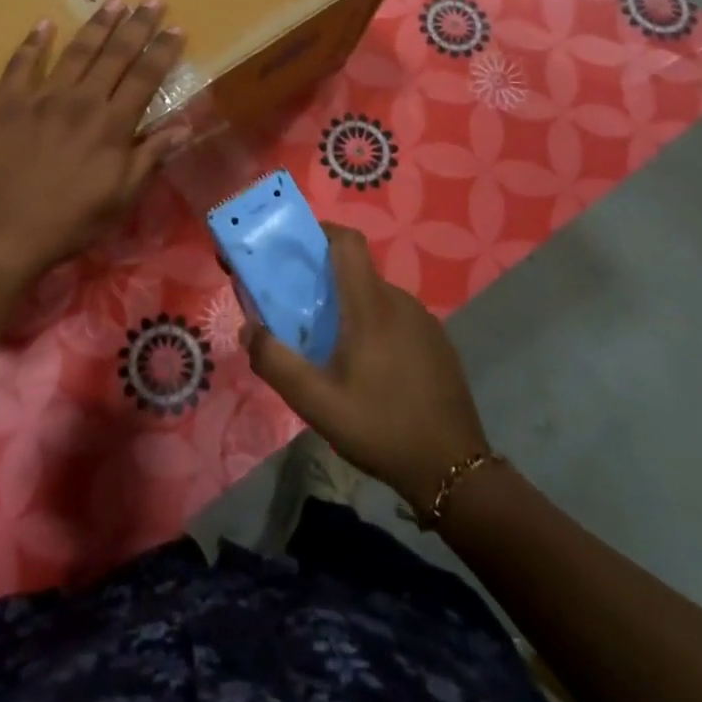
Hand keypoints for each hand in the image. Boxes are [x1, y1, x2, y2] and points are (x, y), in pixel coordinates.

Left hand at [0, 0, 189, 281]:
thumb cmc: (67, 223)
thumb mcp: (120, 199)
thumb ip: (150, 157)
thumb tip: (184, 125)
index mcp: (112, 125)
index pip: (145, 77)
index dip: (162, 51)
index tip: (177, 28)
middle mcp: (80, 101)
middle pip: (115, 55)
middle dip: (137, 26)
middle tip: (152, 1)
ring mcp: (40, 98)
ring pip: (75, 51)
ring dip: (97, 25)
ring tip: (113, 2)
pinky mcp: (6, 103)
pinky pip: (21, 64)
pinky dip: (34, 42)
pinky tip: (44, 25)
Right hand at [244, 224, 492, 512]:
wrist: (453, 470)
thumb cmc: (379, 428)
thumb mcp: (315, 402)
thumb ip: (275, 361)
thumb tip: (248, 329)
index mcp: (371, 306)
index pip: (347, 242)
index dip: (320, 232)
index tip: (294, 248)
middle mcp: (400, 302)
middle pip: (356, 272)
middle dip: (324, 281)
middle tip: (298, 312)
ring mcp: (424, 322)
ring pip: (376, 297)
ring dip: (349, 308)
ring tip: (330, 347)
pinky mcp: (438, 343)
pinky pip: (397, 318)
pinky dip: (374, 326)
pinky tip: (368, 368)